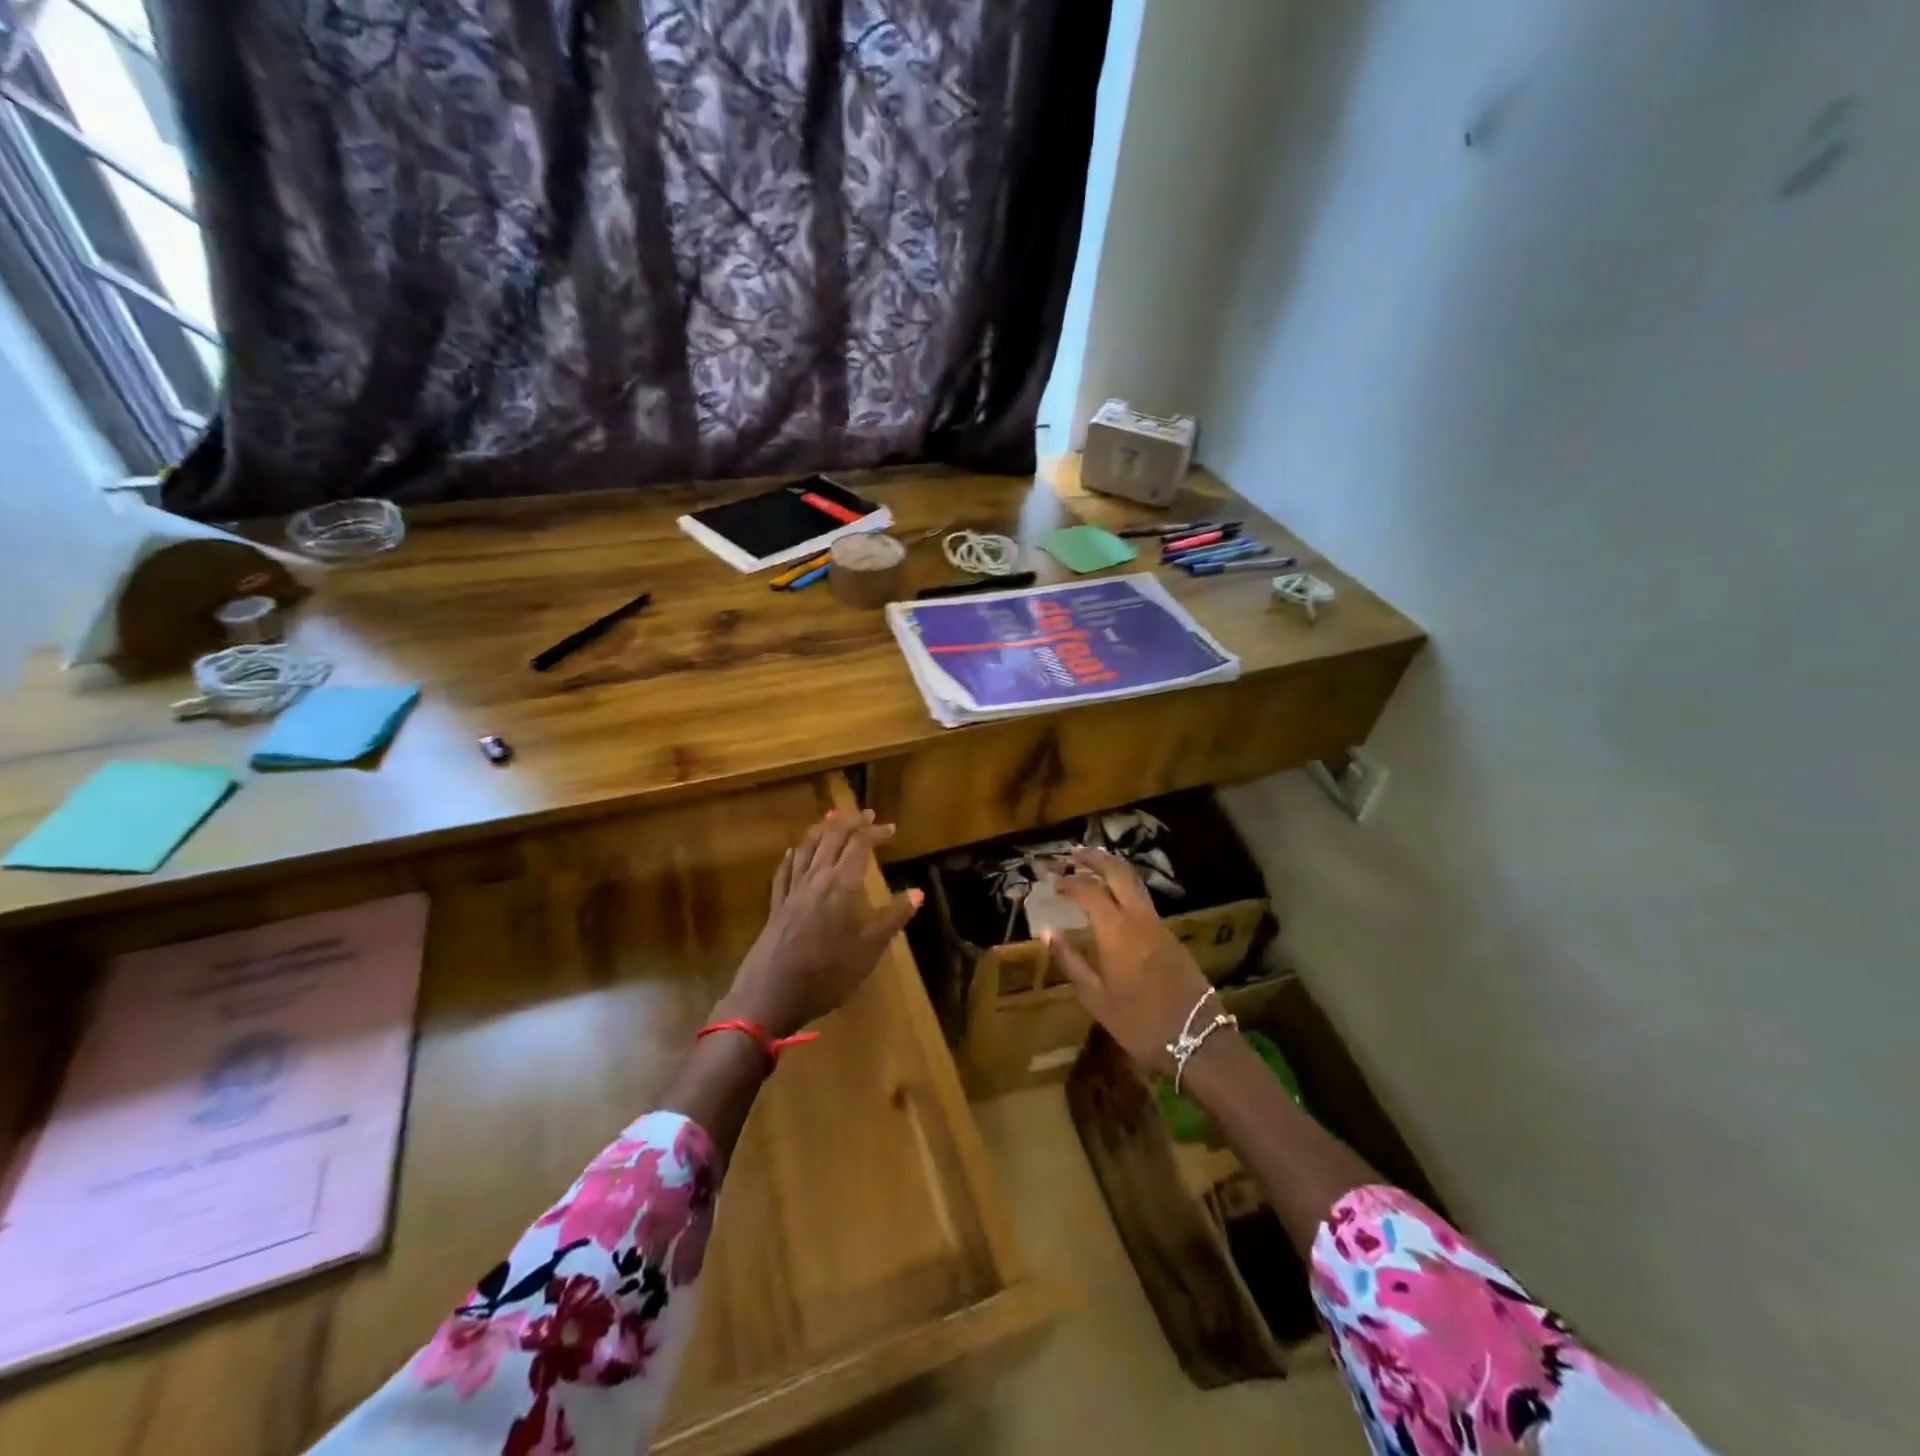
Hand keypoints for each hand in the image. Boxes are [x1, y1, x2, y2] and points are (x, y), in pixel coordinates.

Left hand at [719, 809, 921, 1038]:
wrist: (770, 995)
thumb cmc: (827, 973)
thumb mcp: (869, 949)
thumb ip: (894, 918)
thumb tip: (918, 892)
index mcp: (841, 884)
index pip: (859, 844)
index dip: (875, 832)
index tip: (891, 829)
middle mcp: (815, 878)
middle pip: (831, 837)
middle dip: (849, 822)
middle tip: (864, 814)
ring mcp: (791, 891)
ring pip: (805, 848)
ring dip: (821, 830)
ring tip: (831, 819)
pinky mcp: (775, 906)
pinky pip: (784, 871)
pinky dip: (793, 856)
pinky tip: (793, 852)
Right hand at [1045, 848, 1214, 1075]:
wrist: (1198, 1039)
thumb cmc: (1139, 1022)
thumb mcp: (1096, 998)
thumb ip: (1071, 960)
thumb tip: (1048, 931)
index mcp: (1116, 930)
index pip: (1089, 890)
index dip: (1069, 881)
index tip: (1053, 881)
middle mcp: (1139, 918)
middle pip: (1118, 872)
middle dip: (1096, 858)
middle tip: (1075, 853)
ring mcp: (1159, 925)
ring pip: (1135, 883)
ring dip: (1113, 870)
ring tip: (1093, 868)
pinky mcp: (1171, 937)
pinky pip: (1144, 901)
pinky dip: (1125, 889)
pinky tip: (1115, 900)